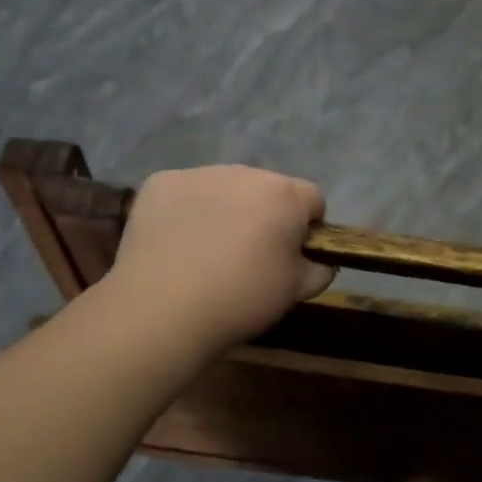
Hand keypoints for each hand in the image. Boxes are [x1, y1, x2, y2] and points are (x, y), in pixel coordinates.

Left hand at [103, 165, 332, 354]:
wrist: (162, 308)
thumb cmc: (240, 299)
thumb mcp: (296, 292)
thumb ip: (320, 269)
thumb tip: (320, 261)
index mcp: (285, 195)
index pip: (313, 199)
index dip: (308, 227)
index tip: (292, 254)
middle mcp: (245, 172)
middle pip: (267, 188)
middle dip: (265, 214)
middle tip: (249, 255)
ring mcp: (199, 173)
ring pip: (226, 187)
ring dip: (227, 208)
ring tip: (208, 250)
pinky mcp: (161, 183)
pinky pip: (186, 191)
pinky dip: (187, 210)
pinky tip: (177, 243)